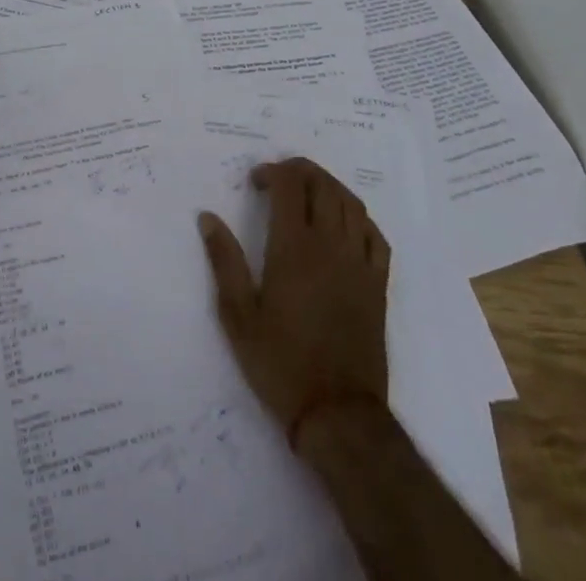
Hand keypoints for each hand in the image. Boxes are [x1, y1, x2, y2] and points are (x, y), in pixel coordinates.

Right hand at [198, 157, 390, 442]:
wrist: (337, 414)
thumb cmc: (281, 363)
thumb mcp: (238, 315)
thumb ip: (224, 261)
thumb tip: (207, 218)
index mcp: (294, 248)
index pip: (290, 185)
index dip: (272, 171)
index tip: (255, 183)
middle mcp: (330, 245)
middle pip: (323, 185)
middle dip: (300, 171)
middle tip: (278, 180)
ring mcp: (359, 263)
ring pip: (351, 204)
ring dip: (329, 187)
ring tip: (308, 193)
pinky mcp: (378, 285)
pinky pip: (375, 235)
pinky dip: (359, 218)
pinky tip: (344, 225)